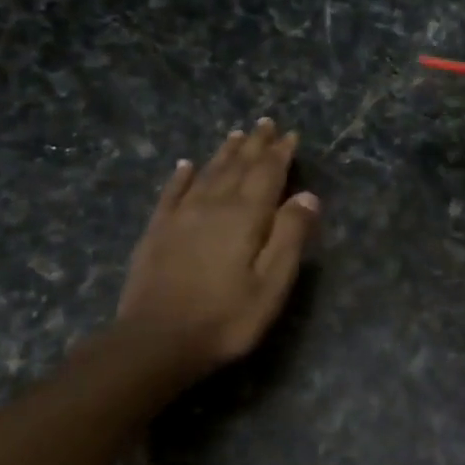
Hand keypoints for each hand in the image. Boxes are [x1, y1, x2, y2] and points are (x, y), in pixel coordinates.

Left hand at [116, 119, 320, 377]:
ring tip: (236, 135)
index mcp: (246, 217)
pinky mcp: (157, 232)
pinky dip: (181, 176)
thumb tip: (308, 195)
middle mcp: (213, 206)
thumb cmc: (227, 318)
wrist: (156, 341)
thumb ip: (290, 235)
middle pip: (237, 167)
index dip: (280, 153)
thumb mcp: (272, 283)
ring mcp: (181, 217)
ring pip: (207, 174)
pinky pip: (171, 193)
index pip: (268, 174)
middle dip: (254, 145)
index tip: (290, 134)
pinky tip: (186, 165)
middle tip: (264, 123)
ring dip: (224, 153)